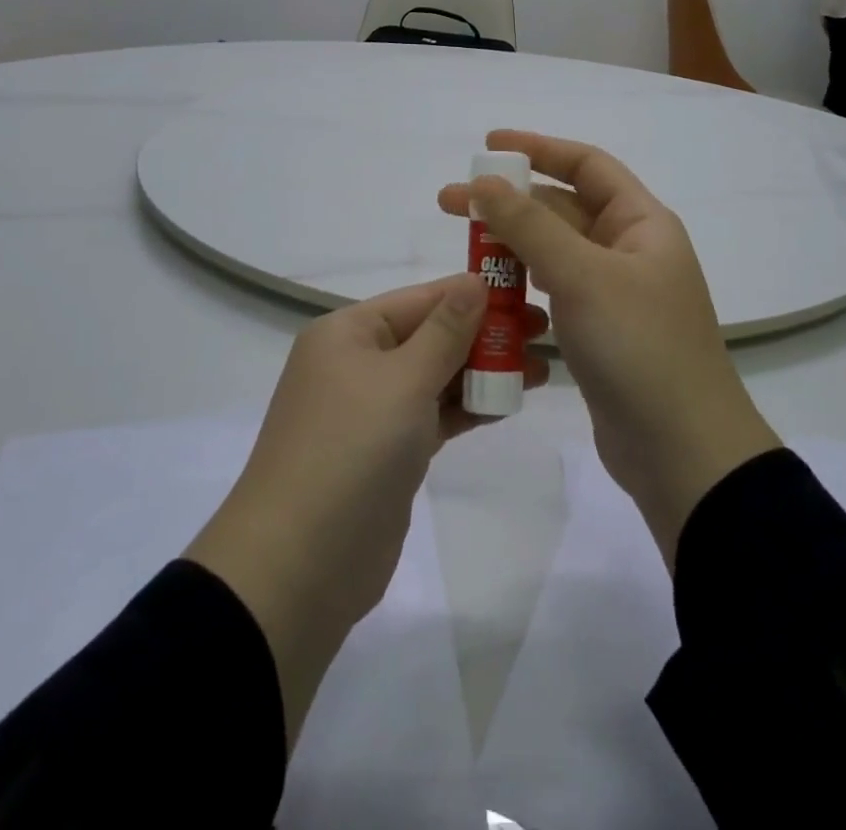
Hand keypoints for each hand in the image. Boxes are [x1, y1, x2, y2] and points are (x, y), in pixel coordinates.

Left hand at [186, 277, 548, 745]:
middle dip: (486, 334)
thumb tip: (475, 280)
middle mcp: (357, 362)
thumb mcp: (404, 379)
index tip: (529, 292)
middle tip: (545, 333)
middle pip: (432, 335)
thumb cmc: (352, 450)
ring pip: (436, 376)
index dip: (475, 293)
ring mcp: (371, 410)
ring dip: (483, 371)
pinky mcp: (387, 451)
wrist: (300, 566)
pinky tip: (509, 402)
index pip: (422, 297)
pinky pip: (434, 414)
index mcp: (348, 332)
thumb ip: (446, 330)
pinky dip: (468, 407)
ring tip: (540, 369)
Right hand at [439, 132, 779, 566]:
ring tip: (463, 248)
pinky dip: (524, 285)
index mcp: (641, 223)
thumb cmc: (639, 348)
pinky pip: (555, 292)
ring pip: (555, 253)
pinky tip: (492, 292)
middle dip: (510, 201)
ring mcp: (614, 294)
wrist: (682, 452)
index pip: (587, 165)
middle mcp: (630, 250)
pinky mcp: (599, 332)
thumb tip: (487, 183)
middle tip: (451, 203)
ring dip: (512, 245)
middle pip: (563, 208)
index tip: (489, 146)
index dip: (538, 148)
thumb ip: (531, 226)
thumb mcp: (583, 276)